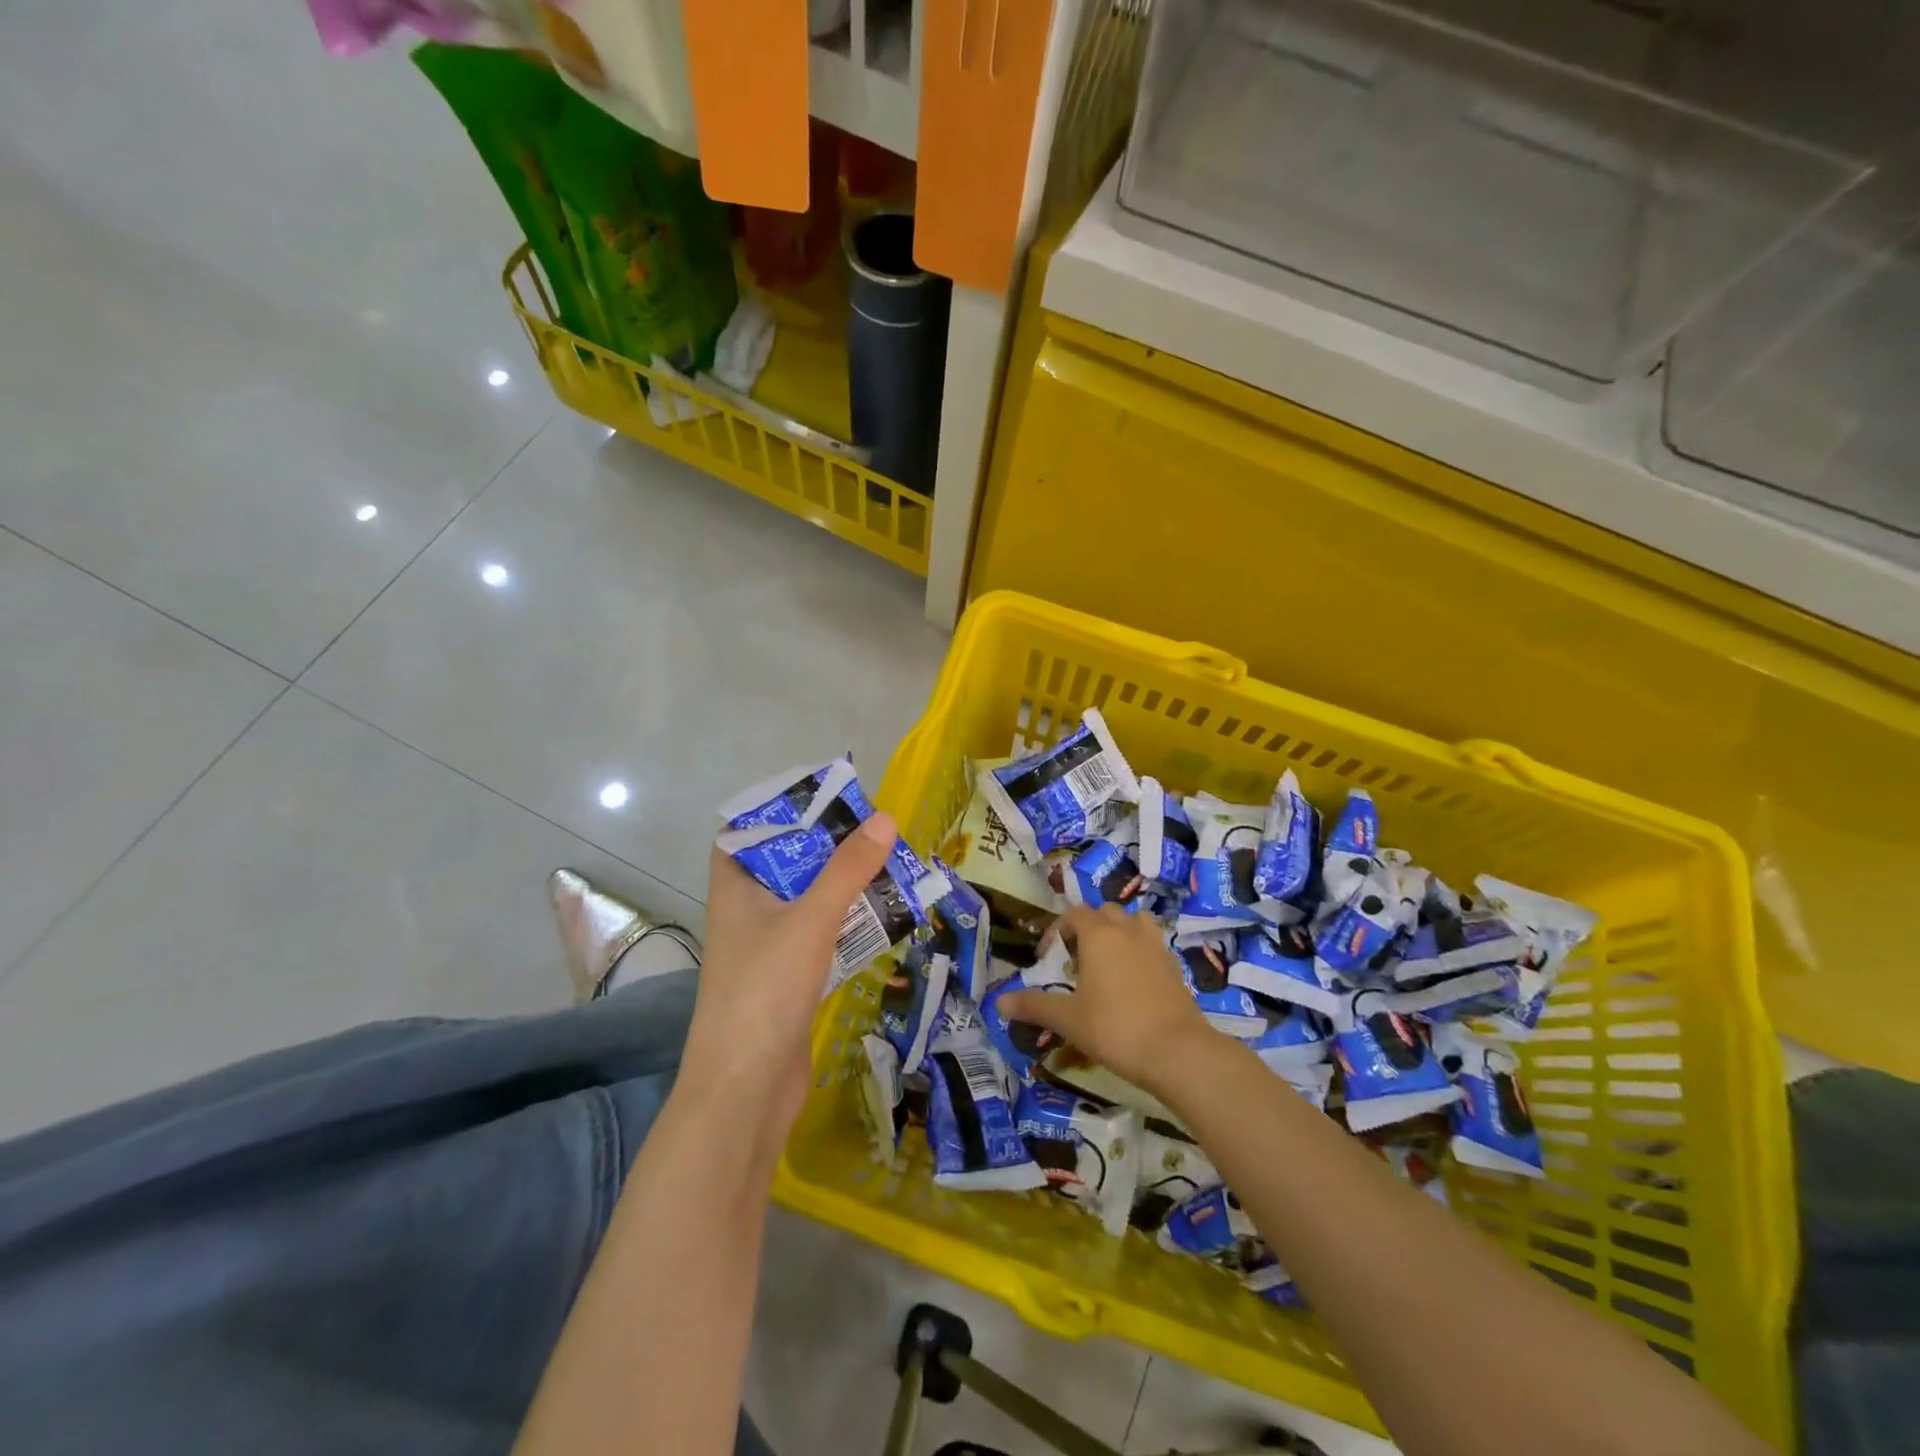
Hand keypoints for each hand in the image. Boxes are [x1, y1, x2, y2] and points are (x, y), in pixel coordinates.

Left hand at [679, 813, 897, 1156]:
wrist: (746, 1090)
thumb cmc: (765, 990)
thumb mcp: (811, 919)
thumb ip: (848, 869)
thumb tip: (885, 818)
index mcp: (735, 889)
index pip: (745, 834)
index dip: (778, 813)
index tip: (823, 799)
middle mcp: (747, 913)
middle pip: (786, 865)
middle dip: (828, 847)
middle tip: (874, 828)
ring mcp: (768, 949)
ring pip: (808, 902)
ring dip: (844, 885)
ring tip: (889, 863)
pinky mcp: (789, 980)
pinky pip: (822, 936)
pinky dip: (848, 923)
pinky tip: (883, 916)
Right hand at [998, 904, 1221, 1094]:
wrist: (1177, 1051)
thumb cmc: (1114, 1028)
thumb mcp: (1068, 1019)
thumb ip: (1033, 1006)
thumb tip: (999, 1002)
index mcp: (1098, 934)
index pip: (1074, 915)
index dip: (1058, 931)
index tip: (1048, 958)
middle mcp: (1127, 930)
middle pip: (1105, 912)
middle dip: (1088, 928)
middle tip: (1077, 959)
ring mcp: (1155, 945)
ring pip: (1134, 922)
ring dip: (1119, 932)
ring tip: (1108, 962)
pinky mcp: (1174, 965)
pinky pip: (1152, 944)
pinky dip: (1140, 951)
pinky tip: (1133, 981)